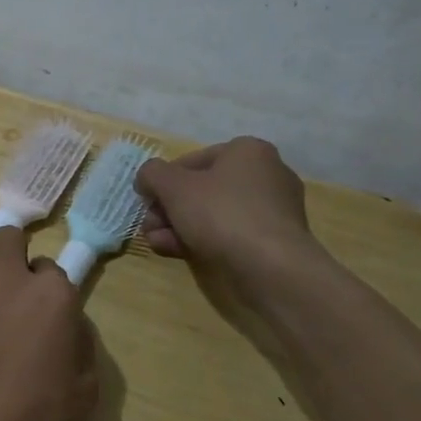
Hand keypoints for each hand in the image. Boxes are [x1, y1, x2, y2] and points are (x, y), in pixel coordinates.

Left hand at [0, 210, 97, 420]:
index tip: (36, 310)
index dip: (44, 288)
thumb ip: (82, 345)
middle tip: (2, 285)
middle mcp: (11, 273)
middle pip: (10, 234)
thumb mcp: (83, 392)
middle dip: (9, 254)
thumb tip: (70, 322)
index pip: (52, 267)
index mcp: (54, 295)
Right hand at [136, 137, 329, 314]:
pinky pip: (230, 234)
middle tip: (149, 226)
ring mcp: (273, 211)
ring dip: (178, 227)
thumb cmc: (221, 213)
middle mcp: (265, 174)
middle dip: (168, 209)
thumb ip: (152, 174)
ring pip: (213, 214)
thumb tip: (147, 178)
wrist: (272, 269)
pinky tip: (176, 253)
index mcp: (247, 151)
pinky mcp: (274, 242)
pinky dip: (202, 241)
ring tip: (156, 243)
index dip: (163, 181)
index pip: (192, 160)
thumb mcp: (172, 185)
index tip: (146, 202)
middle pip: (201, 189)